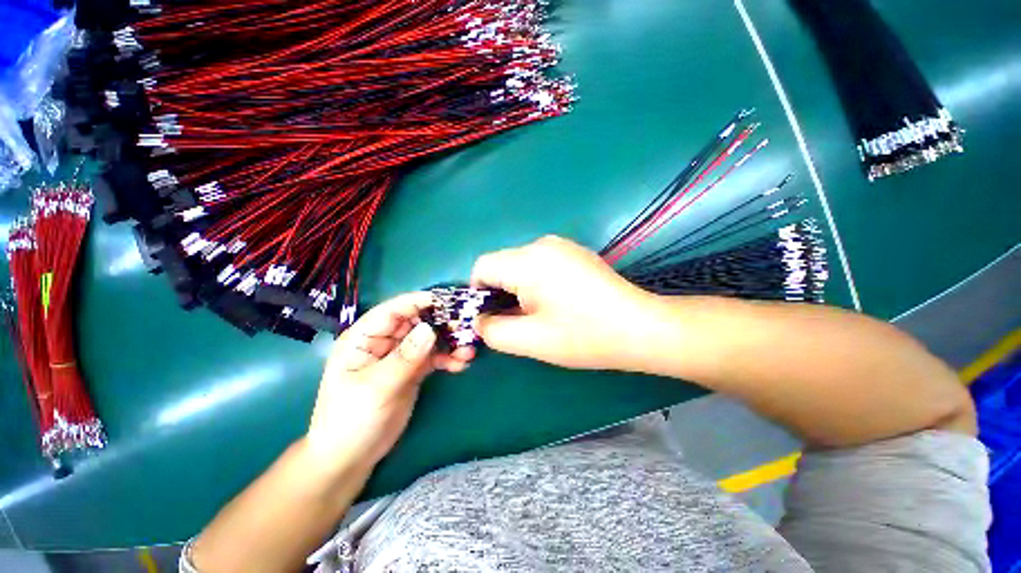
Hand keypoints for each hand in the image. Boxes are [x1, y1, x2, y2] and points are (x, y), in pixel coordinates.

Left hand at [307, 292, 473, 468]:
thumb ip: (405, 357)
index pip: (393, 310)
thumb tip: (431, 329)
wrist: (351, 457)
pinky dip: (448, 358)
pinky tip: (461, 364)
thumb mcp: (377, 387)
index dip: (419, 302)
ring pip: (429, 339)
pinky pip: (434, 357)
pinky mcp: (413, 369)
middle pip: (416, 322)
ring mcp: (400, 355)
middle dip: (441, 322)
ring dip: (449, 342)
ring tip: (468, 350)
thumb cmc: (351, 419)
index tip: (447, 300)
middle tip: (466, 326)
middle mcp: (384, 341)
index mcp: (364, 337)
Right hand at [471, 235, 653, 369]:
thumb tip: (479, 320)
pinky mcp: (574, 252)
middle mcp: (542, 244)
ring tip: (538, 313)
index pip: (482, 266)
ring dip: (518, 288)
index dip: (478, 293)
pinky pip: (540, 262)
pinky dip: (536, 281)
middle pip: (502, 264)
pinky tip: (557, 301)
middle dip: (499, 292)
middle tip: (517, 320)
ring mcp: (561, 245)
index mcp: (527, 261)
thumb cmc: (584, 335)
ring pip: (520, 264)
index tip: (491, 317)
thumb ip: (492, 330)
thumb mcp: (530, 340)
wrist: (640, 327)